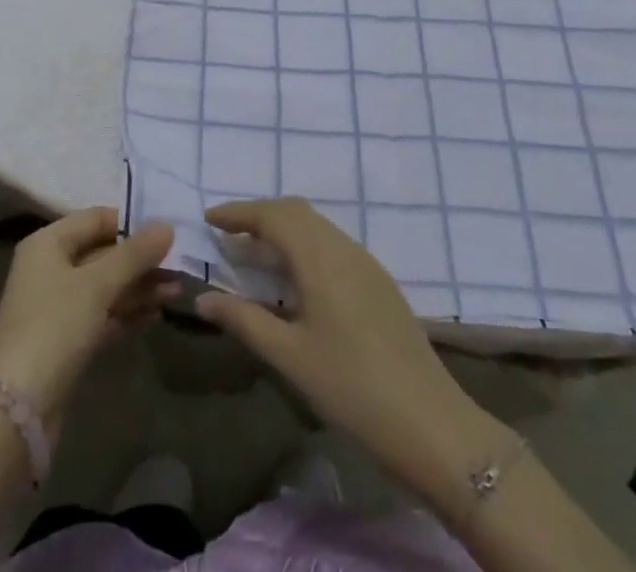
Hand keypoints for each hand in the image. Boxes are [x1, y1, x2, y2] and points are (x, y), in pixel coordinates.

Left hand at [0, 209, 175, 436]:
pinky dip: (127, 313)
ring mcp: (57, 307)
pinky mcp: (66, 341)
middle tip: (180, 266)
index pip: (96, 219)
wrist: (16, 410)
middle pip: (102, 254)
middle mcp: (50, 269)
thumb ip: (134, 254)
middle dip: (140, 261)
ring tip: (177, 291)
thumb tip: (167, 226)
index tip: (167, 232)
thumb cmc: (54, 327)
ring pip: (105, 287)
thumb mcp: (97, 285)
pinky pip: (102, 316)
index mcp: (48, 244)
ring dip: (139, 288)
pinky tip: (156, 314)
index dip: (131, 223)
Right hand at [194, 199, 506, 507]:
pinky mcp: (379, 281)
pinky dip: (305, 243)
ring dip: (283, 228)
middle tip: (228, 234)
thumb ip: (244, 321)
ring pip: (317, 226)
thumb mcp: (290, 356)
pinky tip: (295, 276)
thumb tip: (203, 298)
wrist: (432, 424)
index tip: (209, 219)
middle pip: (295, 211)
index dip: (238, 212)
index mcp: (319, 257)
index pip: (272, 215)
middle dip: (259, 215)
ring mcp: (366, 262)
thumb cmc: (352, 388)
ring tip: (255, 253)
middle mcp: (343, 247)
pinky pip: (332, 243)